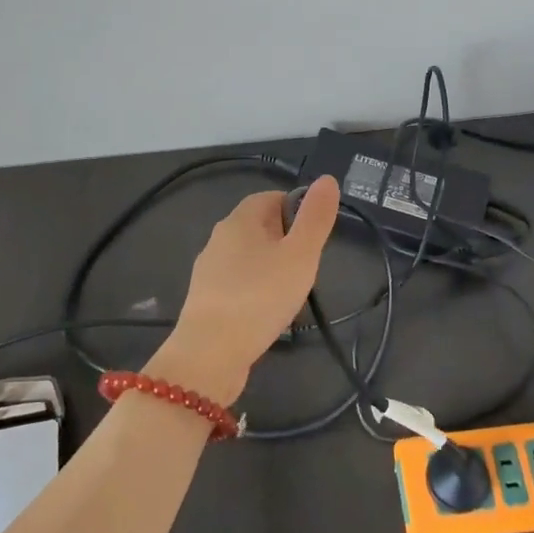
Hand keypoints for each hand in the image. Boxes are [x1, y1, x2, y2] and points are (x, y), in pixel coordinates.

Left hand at [151, 176, 341, 405]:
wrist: (210, 353)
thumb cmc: (260, 297)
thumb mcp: (300, 255)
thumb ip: (315, 218)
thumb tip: (327, 179)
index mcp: (240, 219)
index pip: (272, 197)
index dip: (297, 209)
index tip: (315, 237)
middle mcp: (219, 238)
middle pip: (260, 227)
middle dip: (286, 241)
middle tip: (308, 267)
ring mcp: (209, 270)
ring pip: (249, 257)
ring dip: (272, 268)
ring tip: (292, 293)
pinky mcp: (206, 299)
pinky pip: (238, 283)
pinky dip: (256, 291)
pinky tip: (268, 313)